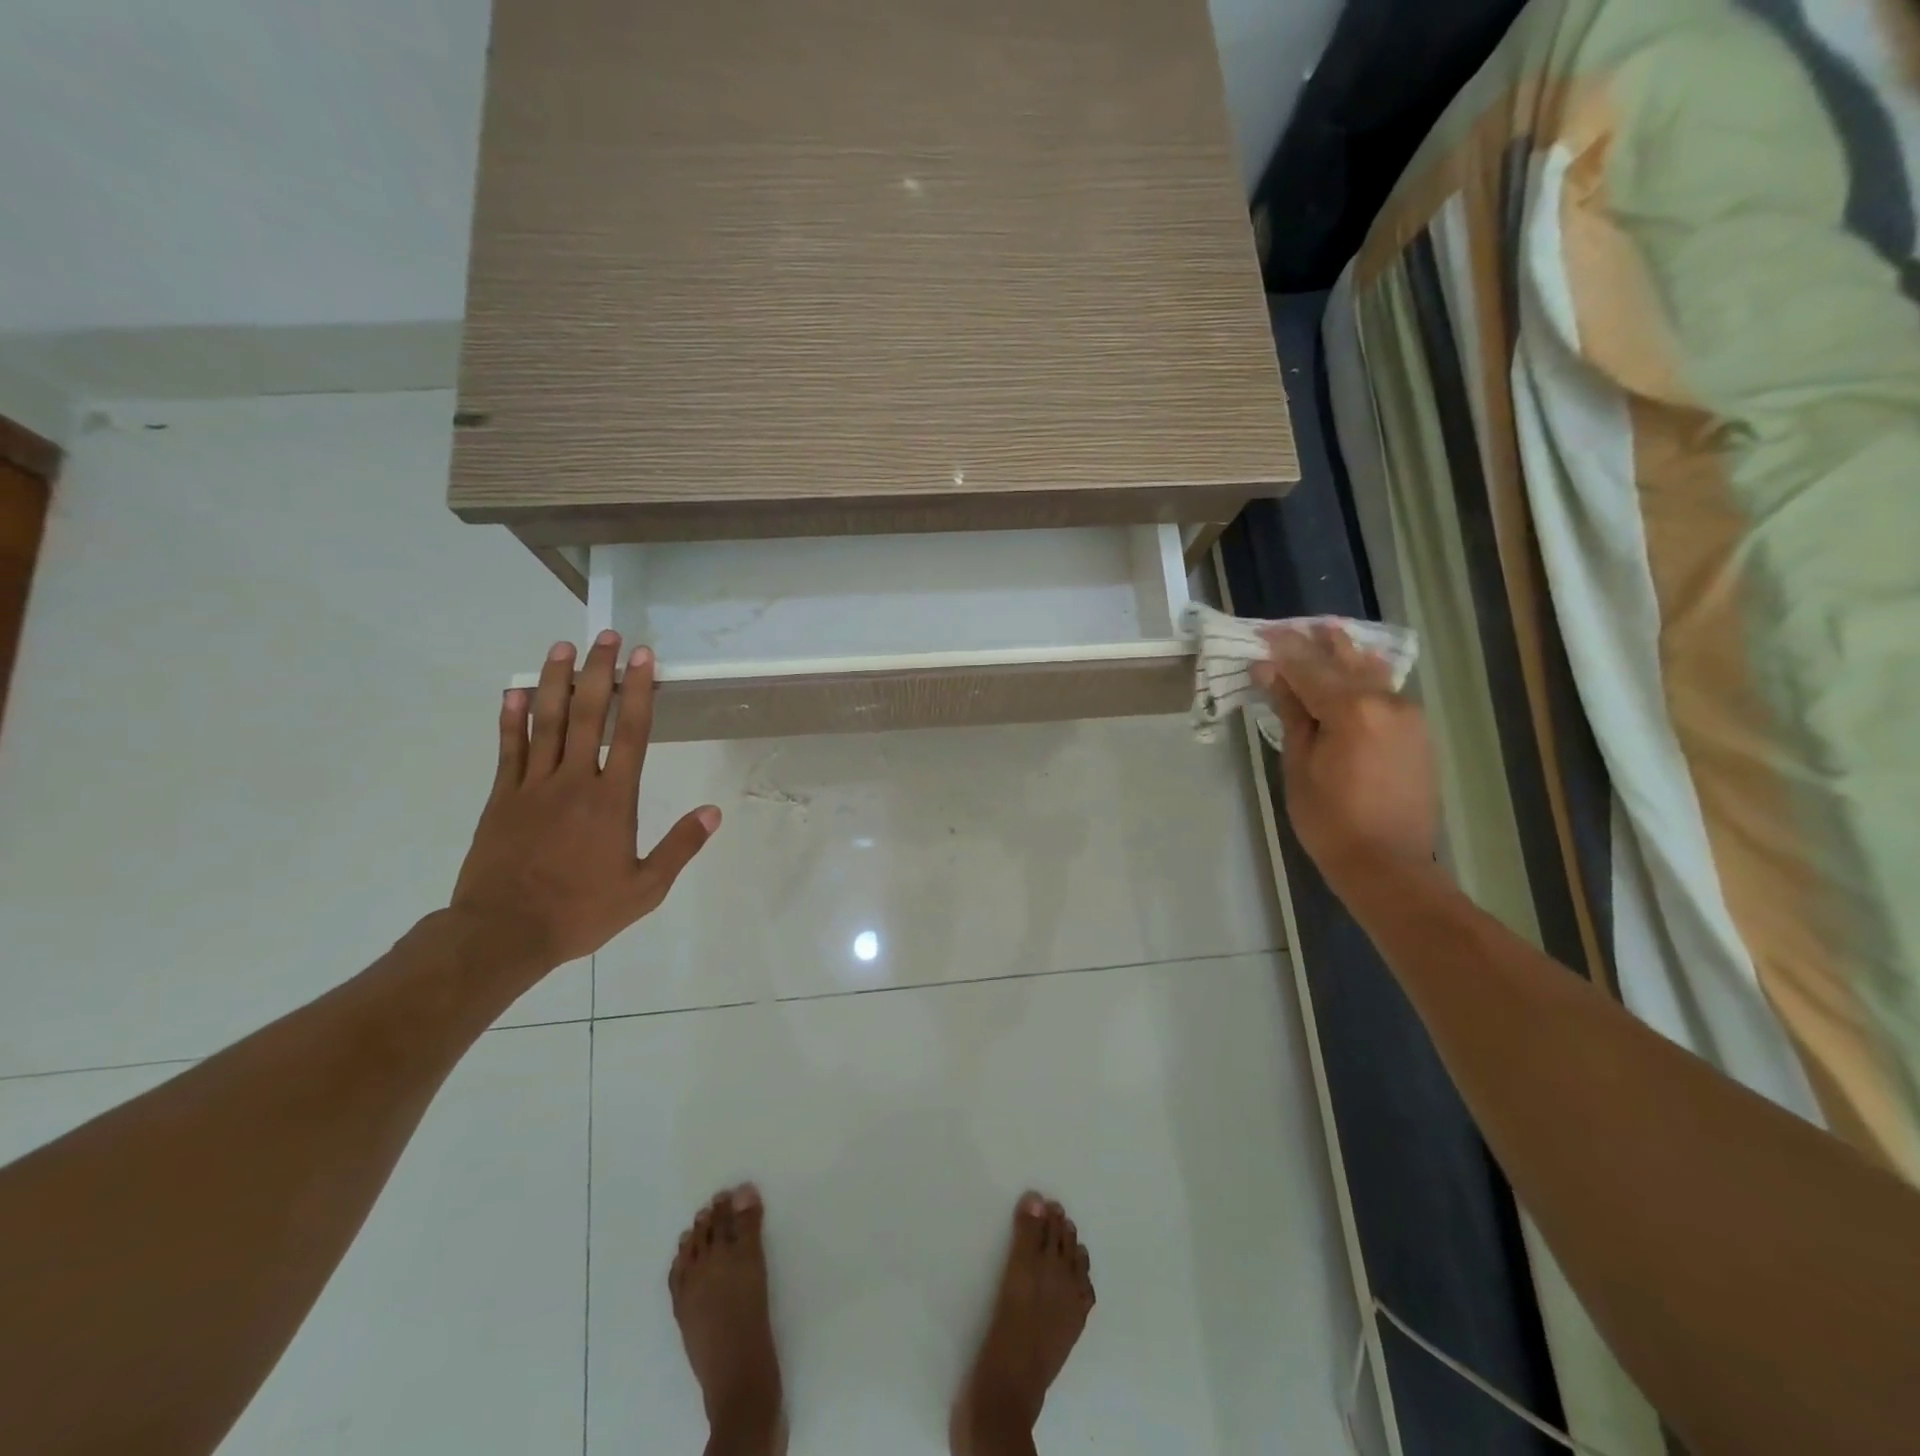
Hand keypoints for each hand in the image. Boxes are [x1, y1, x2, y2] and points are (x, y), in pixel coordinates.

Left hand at [451, 632, 720, 972]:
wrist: (503, 933)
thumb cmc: (580, 911)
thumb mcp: (644, 889)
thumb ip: (679, 847)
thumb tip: (712, 812)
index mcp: (612, 801)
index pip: (630, 734)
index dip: (640, 692)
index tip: (644, 658)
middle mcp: (574, 782)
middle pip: (588, 715)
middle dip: (600, 672)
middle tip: (607, 637)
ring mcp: (533, 786)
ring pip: (546, 723)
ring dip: (556, 681)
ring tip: (563, 647)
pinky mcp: (501, 799)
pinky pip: (508, 749)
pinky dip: (511, 718)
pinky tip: (515, 692)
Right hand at [1252, 625, 1437, 893]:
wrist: (1389, 864)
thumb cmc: (1330, 821)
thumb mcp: (1300, 766)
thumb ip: (1291, 713)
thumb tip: (1270, 674)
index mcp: (1353, 710)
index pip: (1309, 668)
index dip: (1283, 650)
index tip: (1263, 632)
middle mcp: (1387, 703)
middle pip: (1345, 662)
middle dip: (1317, 644)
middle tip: (1292, 627)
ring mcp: (1408, 716)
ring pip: (1372, 673)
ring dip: (1346, 654)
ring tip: (1328, 633)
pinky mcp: (1417, 732)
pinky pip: (1386, 692)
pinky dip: (1365, 677)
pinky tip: (1355, 669)